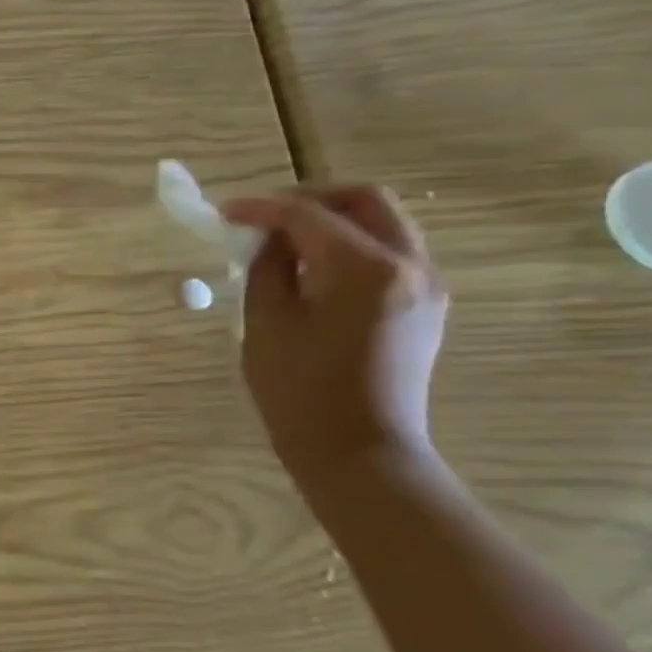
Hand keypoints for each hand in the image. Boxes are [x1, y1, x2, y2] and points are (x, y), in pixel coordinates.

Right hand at [222, 186, 447, 485]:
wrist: (359, 452)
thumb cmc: (300, 391)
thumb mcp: (266, 323)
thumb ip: (267, 268)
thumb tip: (269, 239)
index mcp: (365, 268)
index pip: (309, 215)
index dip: (262, 208)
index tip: (224, 212)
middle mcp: (410, 266)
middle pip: (365, 201)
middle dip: (310, 200)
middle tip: (264, 217)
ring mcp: (426, 286)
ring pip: (383, 224)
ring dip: (333, 222)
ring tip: (284, 244)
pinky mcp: (426, 307)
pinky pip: (389, 254)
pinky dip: (350, 246)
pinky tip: (313, 271)